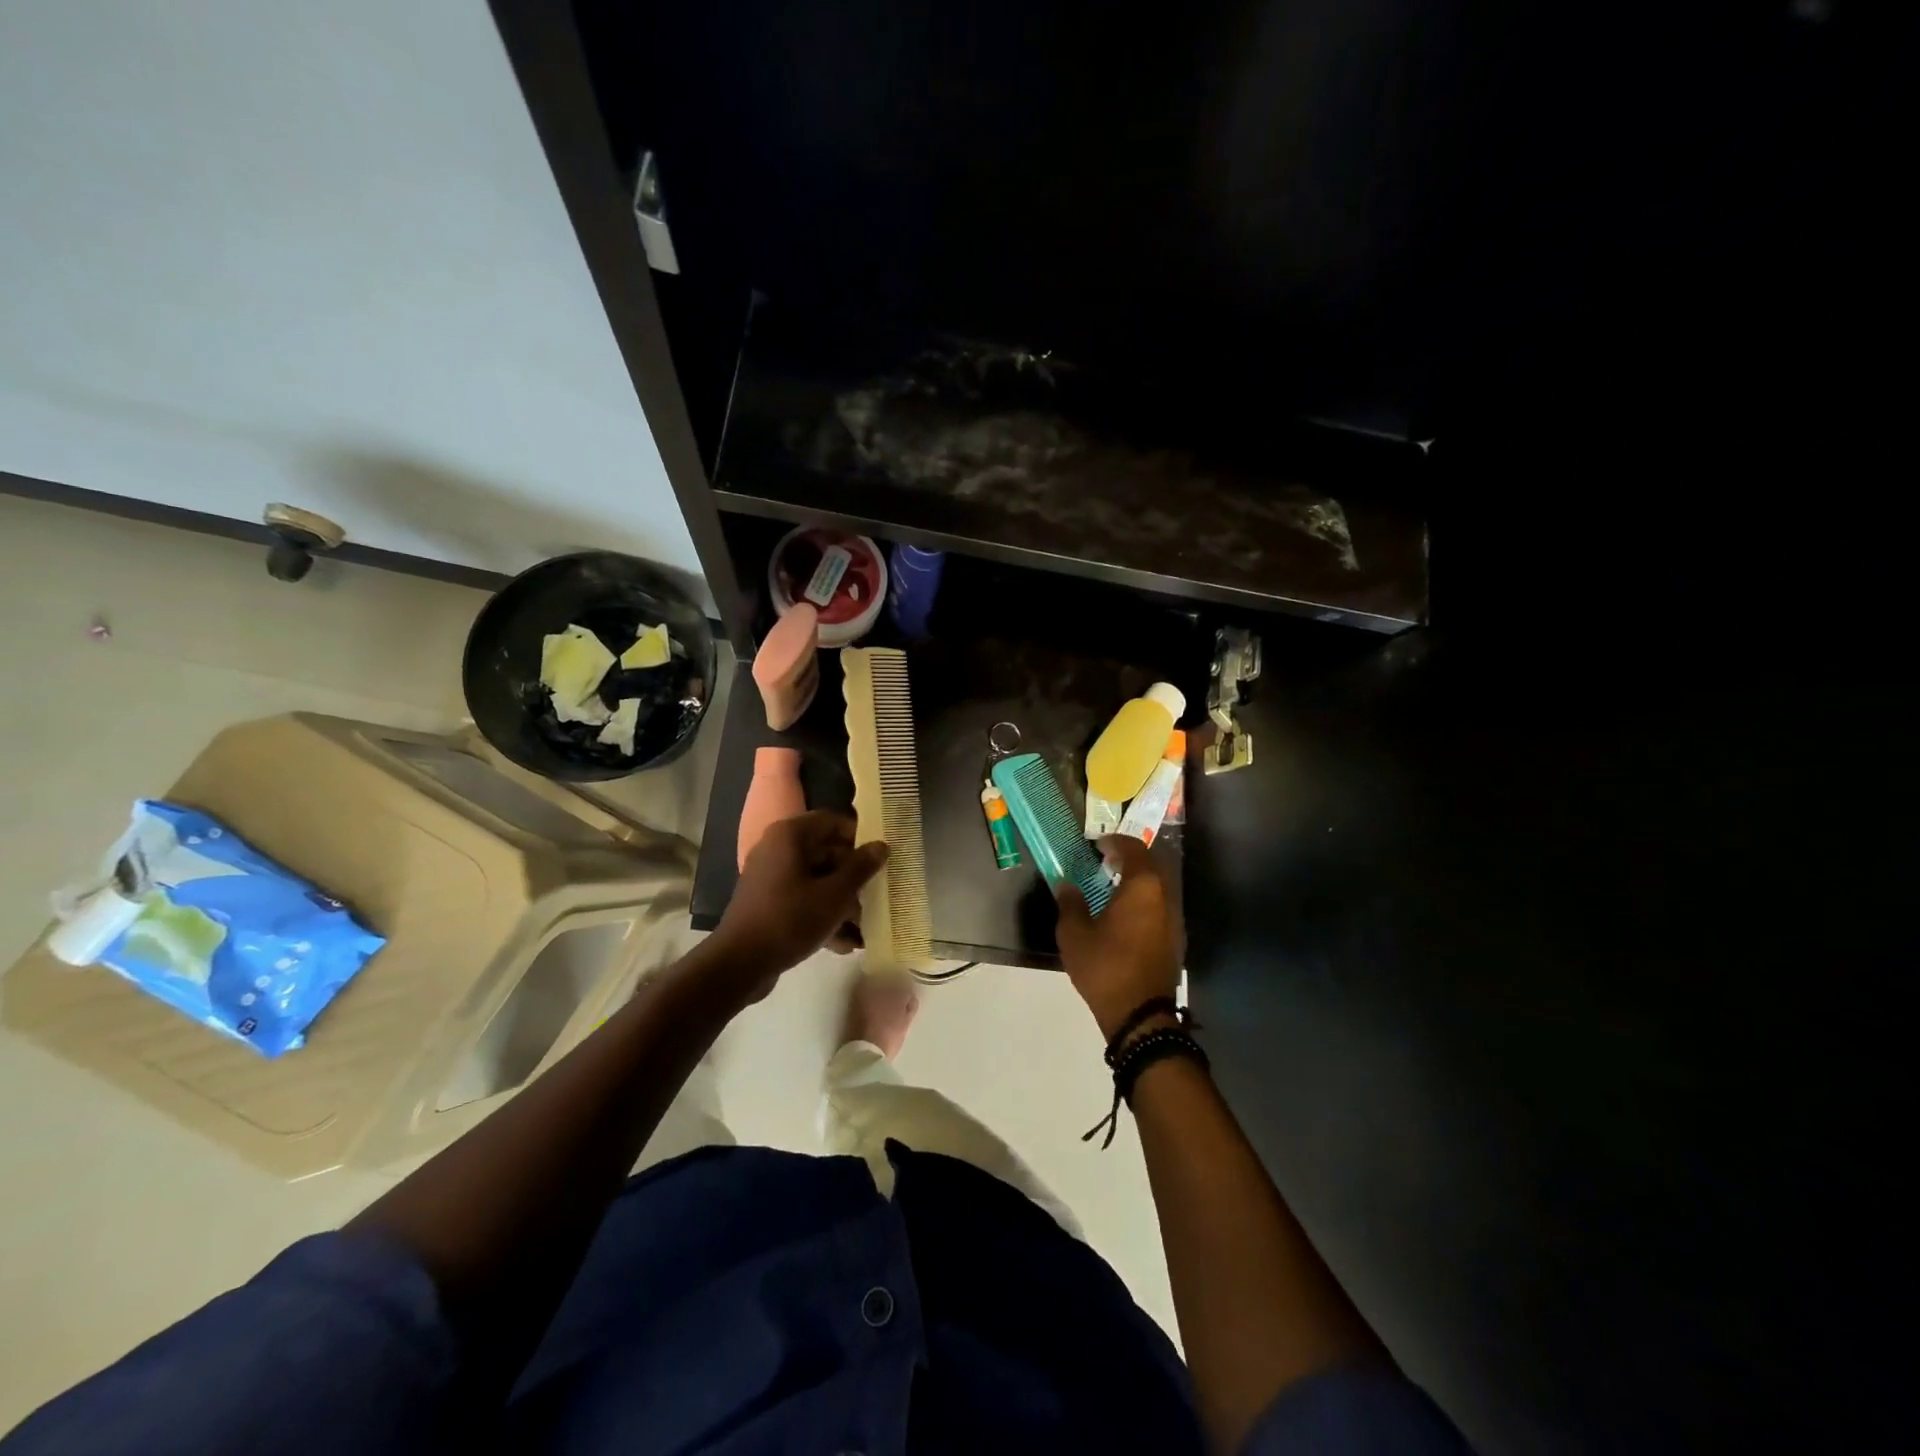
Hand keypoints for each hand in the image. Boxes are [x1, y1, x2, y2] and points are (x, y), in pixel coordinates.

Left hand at [708, 812, 888, 992]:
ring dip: (842, 901)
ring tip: (865, 927)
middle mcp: (778, 849)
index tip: (881, 857)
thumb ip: (861, 868)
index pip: (833, 821)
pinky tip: (845, 944)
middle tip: (877, 895)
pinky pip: (803, 900)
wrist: (739, 964)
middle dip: (854, 876)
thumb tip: (881, 846)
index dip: (860, 836)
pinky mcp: (768, 903)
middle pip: (826, 852)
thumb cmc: (790, 919)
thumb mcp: (835, 894)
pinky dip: (823, 915)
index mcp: (790, 835)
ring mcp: (771, 877)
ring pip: (817, 879)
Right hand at [1055, 834, 1182, 1042]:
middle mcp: (1165, 896)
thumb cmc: (1105, 967)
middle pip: (1150, 865)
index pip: (1133, 848)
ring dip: (1136, 881)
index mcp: (1142, 887)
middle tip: (1103, 861)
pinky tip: (1123, 915)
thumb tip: (1067, 885)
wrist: (1141, 1016)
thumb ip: (1070, 904)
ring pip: (1157, 887)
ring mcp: (1174, 919)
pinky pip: (1159, 907)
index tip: (1096, 844)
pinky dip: (1142, 901)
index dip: (1114, 841)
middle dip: (1128, 859)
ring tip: (1110, 887)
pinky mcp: (1175, 940)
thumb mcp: (1074, 934)